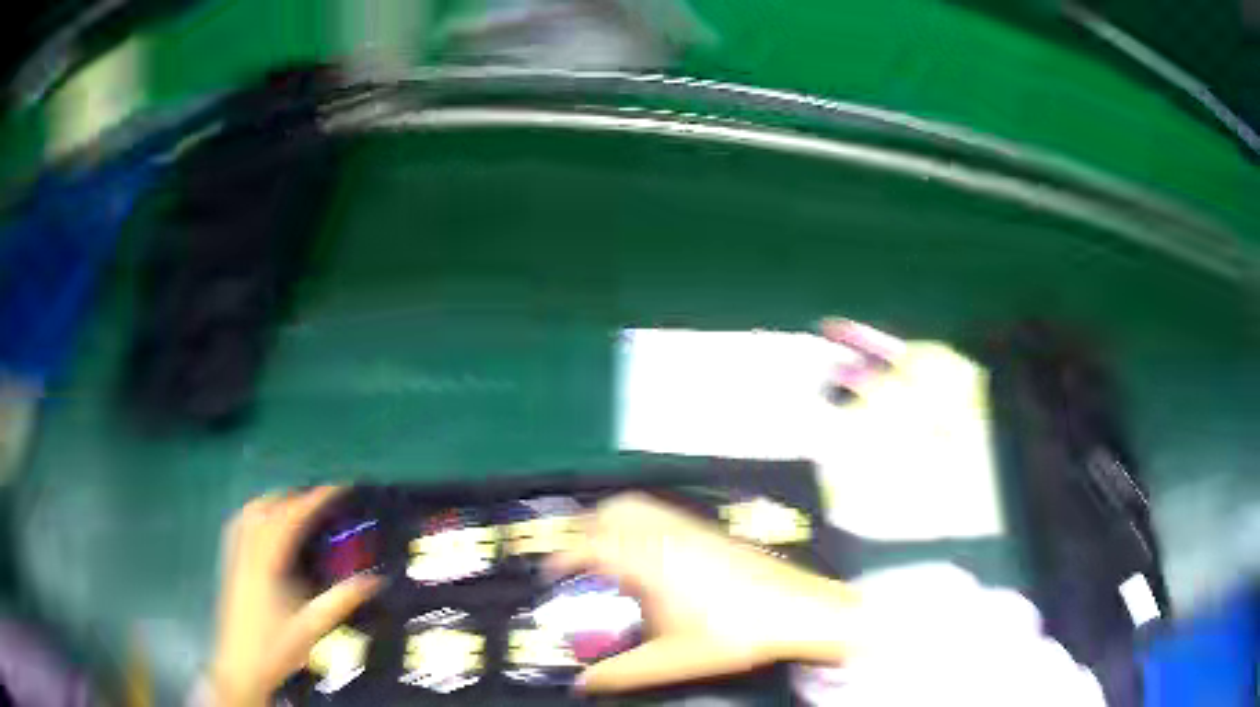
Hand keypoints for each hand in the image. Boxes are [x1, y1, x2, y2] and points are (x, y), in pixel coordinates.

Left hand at [211, 487, 381, 706]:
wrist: (240, 668)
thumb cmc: (275, 649)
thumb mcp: (311, 628)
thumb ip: (340, 602)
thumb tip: (375, 580)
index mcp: (267, 564)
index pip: (290, 518)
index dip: (313, 499)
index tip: (337, 488)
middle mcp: (248, 553)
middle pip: (267, 508)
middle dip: (294, 498)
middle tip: (321, 502)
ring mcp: (235, 558)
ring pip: (250, 514)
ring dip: (273, 503)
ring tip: (296, 508)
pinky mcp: (230, 566)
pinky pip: (239, 527)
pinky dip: (255, 515)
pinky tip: (266, 527)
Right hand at [548, 493, 859, 692]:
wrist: (796, 610)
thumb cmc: (733, 635)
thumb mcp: (671, 660)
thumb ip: (621, 673)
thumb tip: (582, 684)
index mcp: (649, 561)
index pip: (591, 546)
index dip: (563, 558)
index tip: (550, 574)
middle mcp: (666, 535)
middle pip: (612, 511)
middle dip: (585, 529)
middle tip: (576, 560)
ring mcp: (690, 527)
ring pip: (638, 505)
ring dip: (612, 521)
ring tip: (606, 552)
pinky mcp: (709, 530)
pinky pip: (660, 512)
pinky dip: (639, 522)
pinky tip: (648, 553)